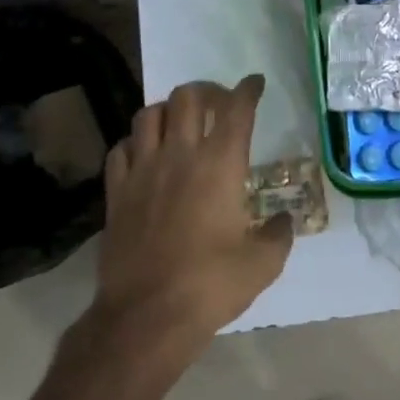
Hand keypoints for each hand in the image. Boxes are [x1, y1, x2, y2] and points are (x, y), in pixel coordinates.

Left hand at [93, 75, 293, 352]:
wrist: (147, 315)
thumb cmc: (212, 284)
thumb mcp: (264, 263)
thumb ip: (279, 233)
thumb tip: (283, 221)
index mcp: (221, 164)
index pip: (236, 109)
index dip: (248, 90)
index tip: (255, 84)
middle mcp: (180, 155)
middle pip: (188, 97)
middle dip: (207, 91)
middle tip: (218, 104)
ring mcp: (142, 171)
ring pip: (148, 114)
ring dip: (168, 111)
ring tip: (179, 124)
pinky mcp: (116, 192)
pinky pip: (121, 148)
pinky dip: (136, 142)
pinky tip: (145, 155)